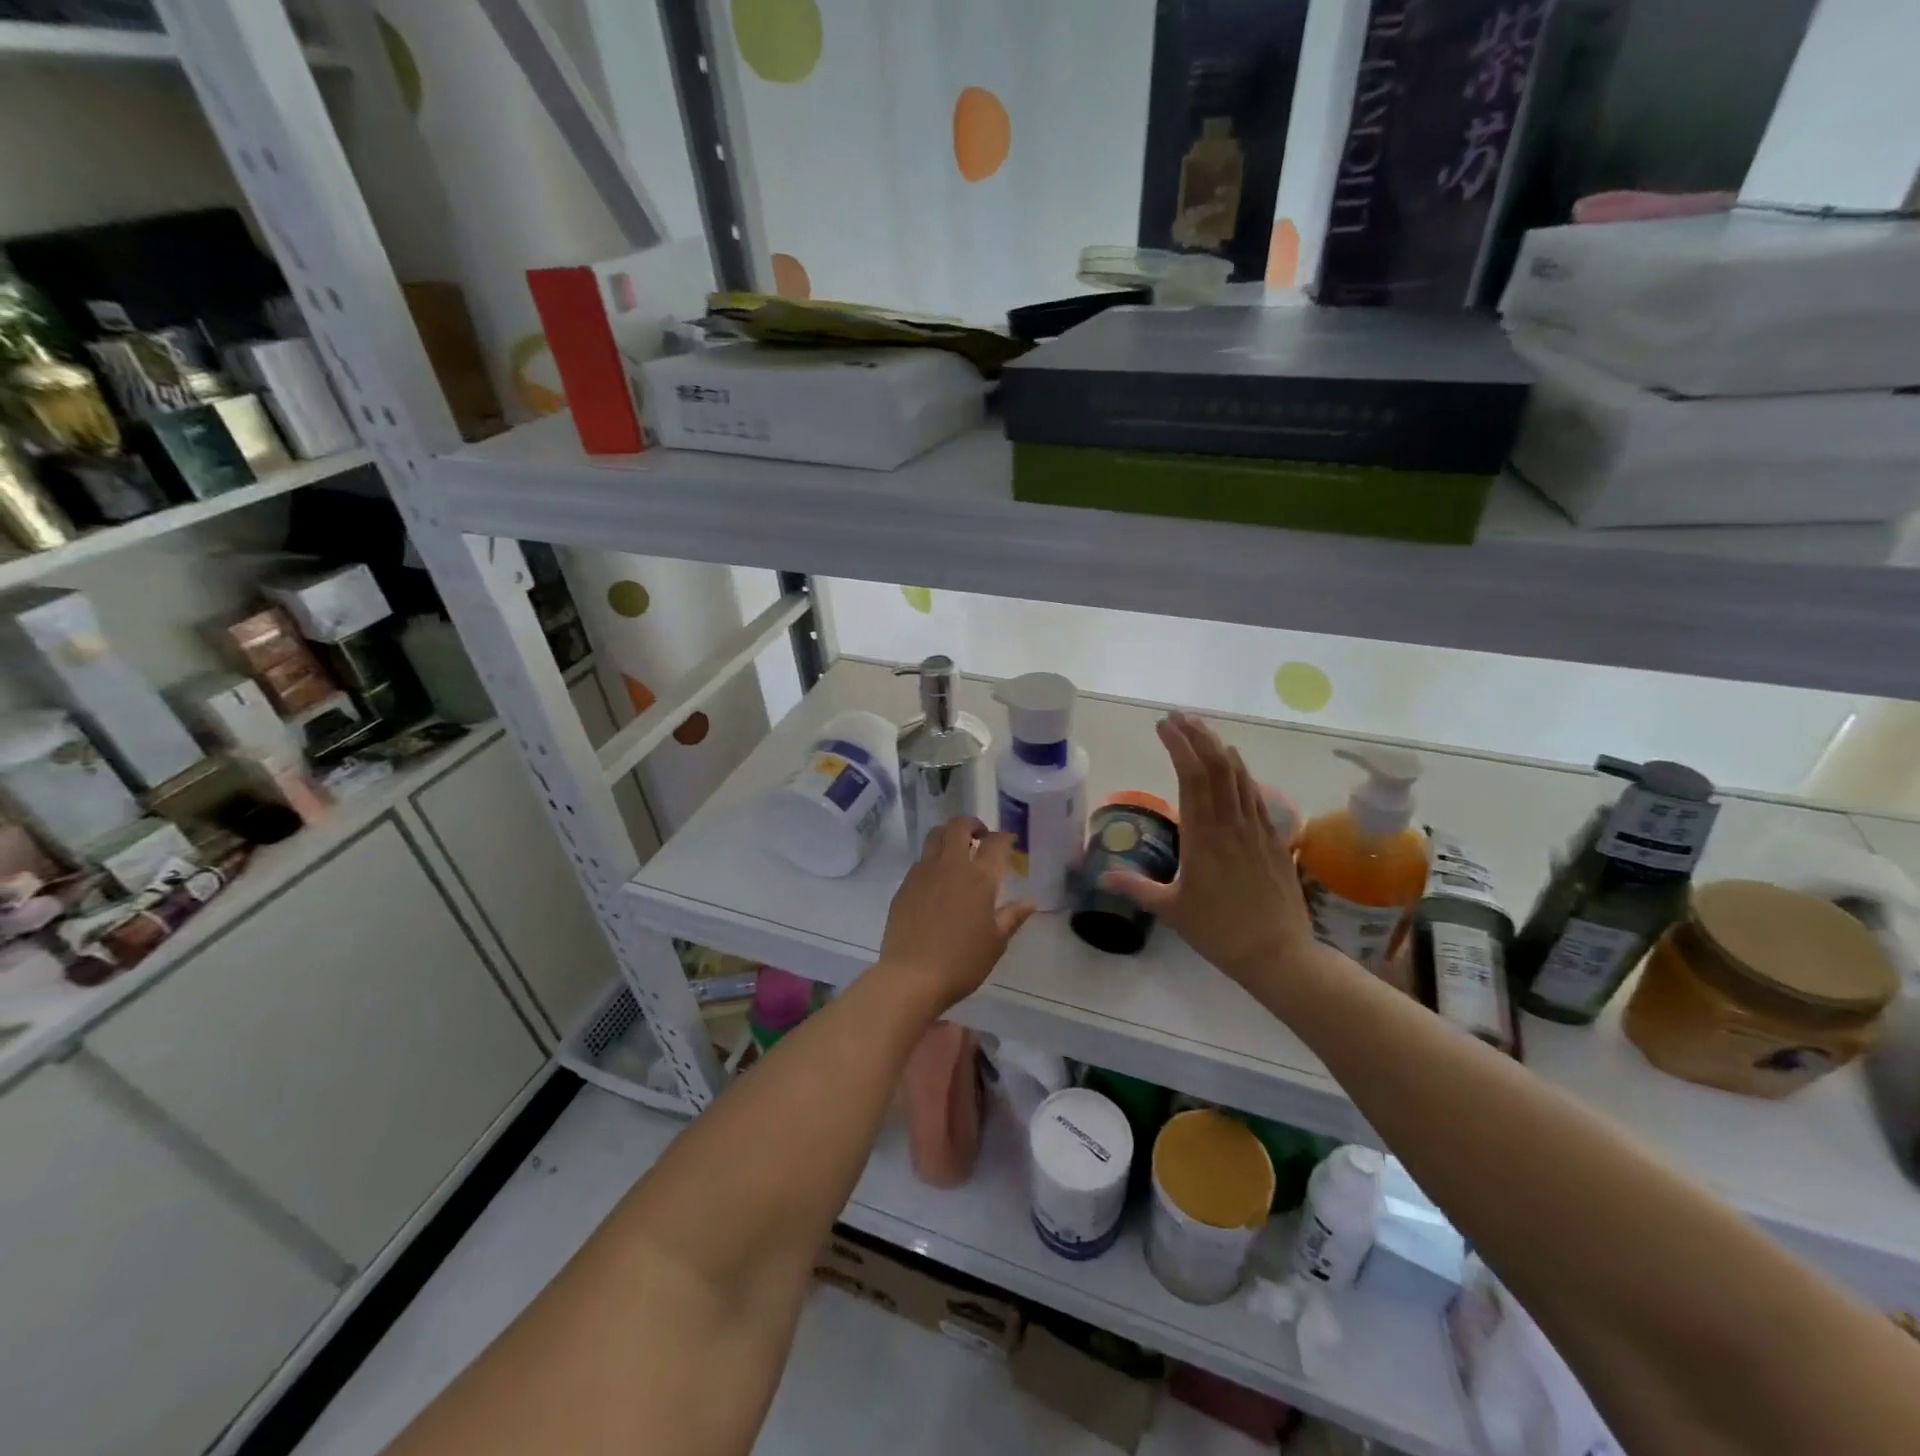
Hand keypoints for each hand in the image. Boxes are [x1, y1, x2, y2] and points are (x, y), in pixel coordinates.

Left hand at [877, 818, 1034, 1012]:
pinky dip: (932, 860)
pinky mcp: (904, 885)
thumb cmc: (961, 962)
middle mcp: (951, 866)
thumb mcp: (995, 942)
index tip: (1010, 842)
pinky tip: (937, 881)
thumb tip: (1030, 901)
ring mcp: (923, 872)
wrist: (911, 976)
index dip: (1005, 837)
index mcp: (979, 878)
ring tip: (957, 852)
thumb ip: (1012, 917)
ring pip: (935, 836)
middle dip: (972, 824)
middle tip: (980, 837)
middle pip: (959, 826)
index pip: (996, 843)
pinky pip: (920, 860)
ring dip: (949, 836)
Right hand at [1104, 713, 1323, 989]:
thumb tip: (1102, 877)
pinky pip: (1256, 795)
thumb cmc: (1219, 932)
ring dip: (1219, 747)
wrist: (1278, 953)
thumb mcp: (1171, 910)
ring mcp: (1256, 829)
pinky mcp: (1273, 839)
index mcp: (1203, 837)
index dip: (1179, 745)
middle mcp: (1230, 824)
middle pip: (1217, 766)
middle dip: (1197, 736)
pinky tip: (1236, 763)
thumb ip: (1136, 888)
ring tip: (1200, 729)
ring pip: (1239, 775)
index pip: (1192, 777)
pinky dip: (1242, 772)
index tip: (1163, 725)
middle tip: (1177, 716)